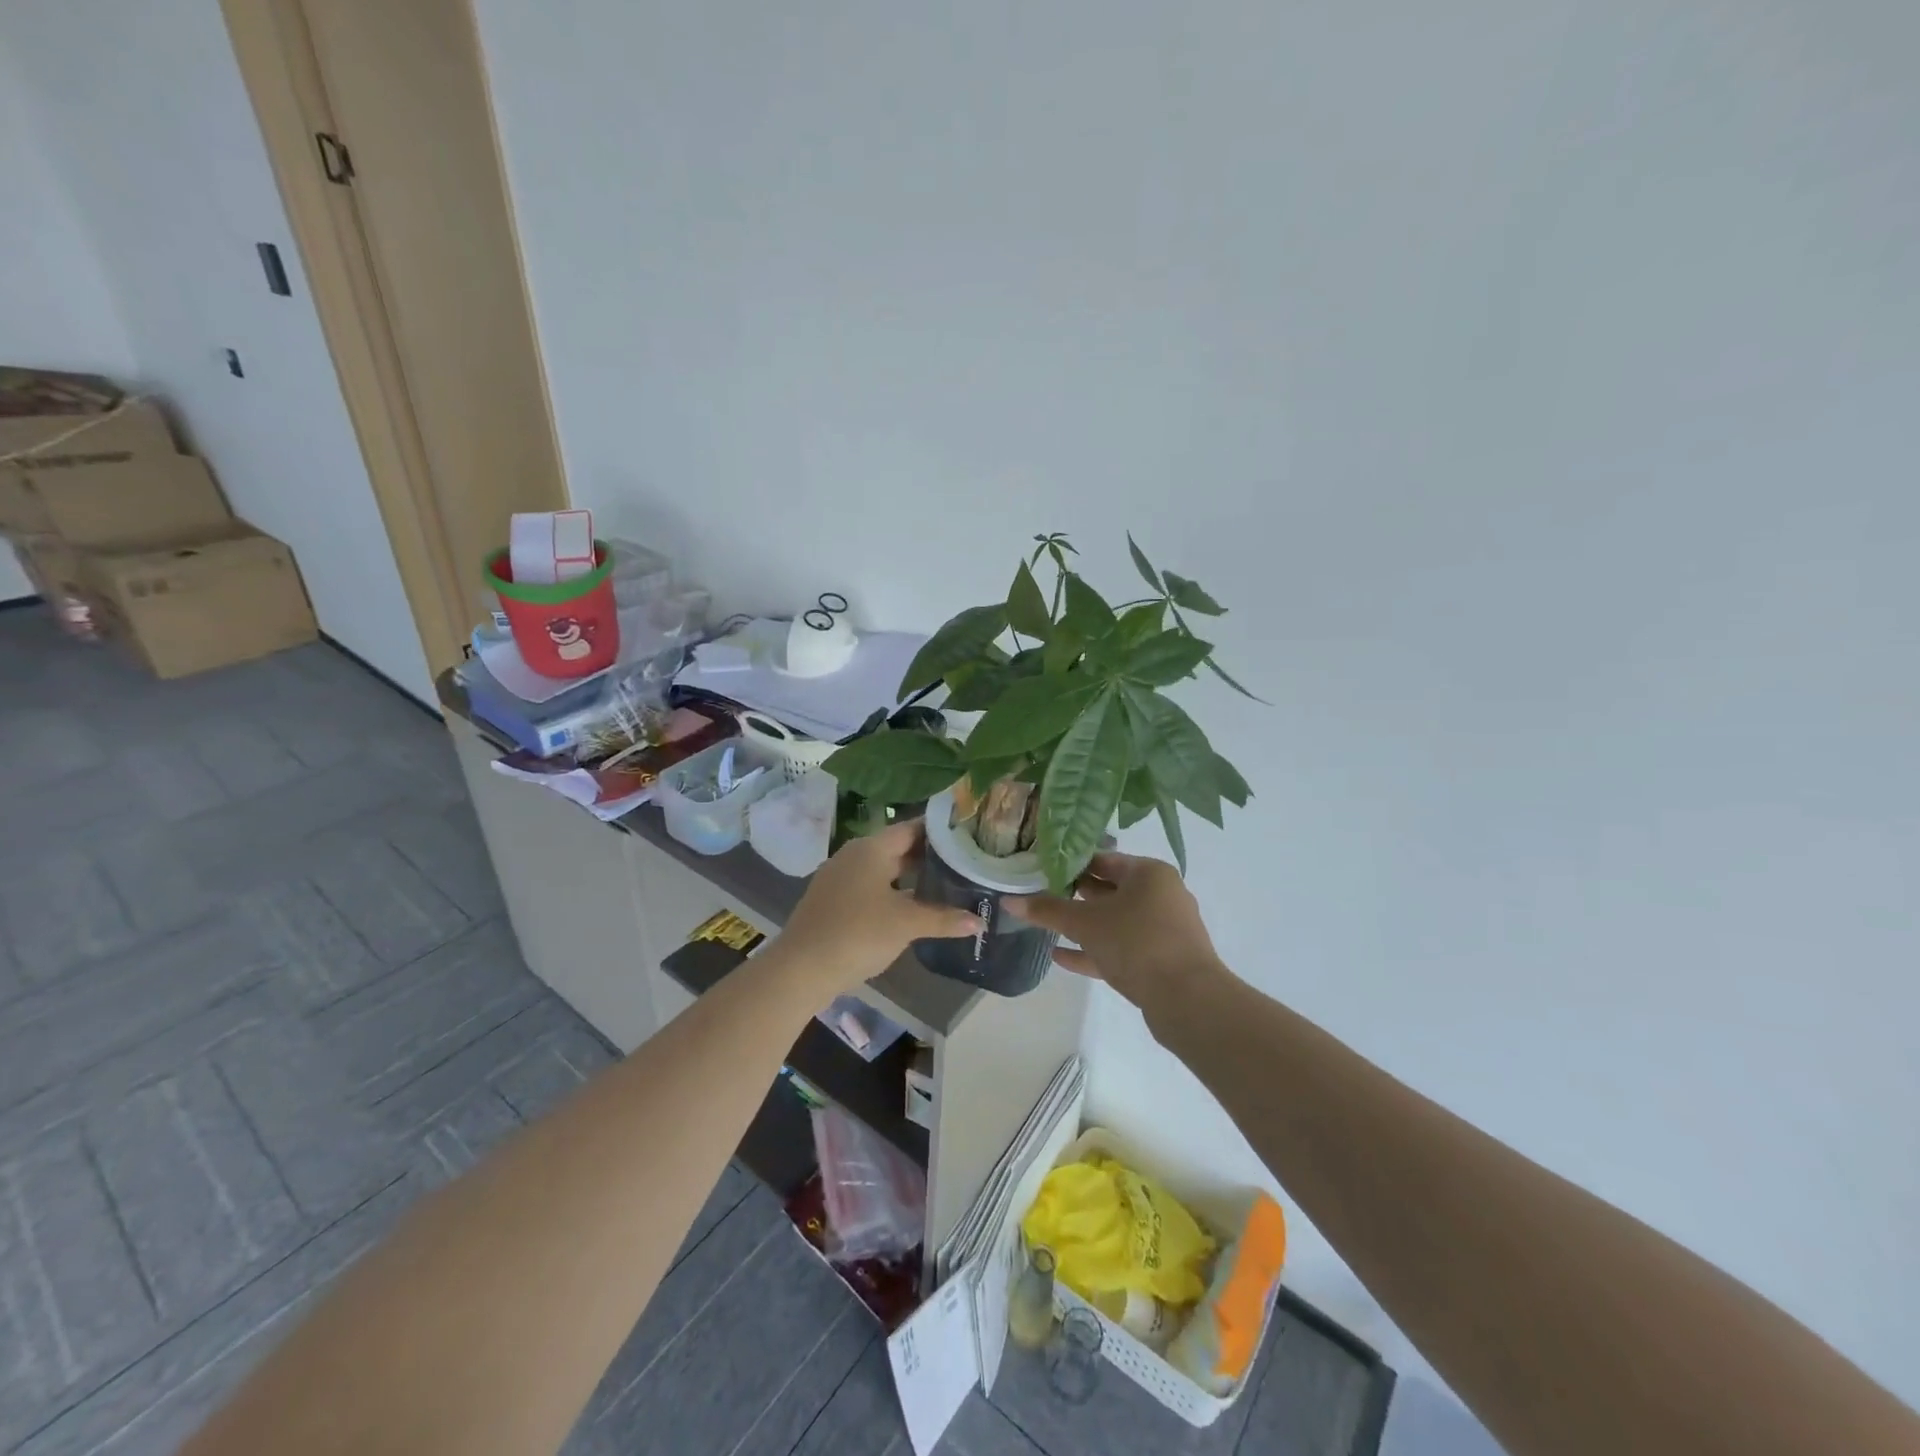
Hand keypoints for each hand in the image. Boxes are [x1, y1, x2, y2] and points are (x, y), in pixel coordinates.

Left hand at [774, 819, 980, 993]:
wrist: (801, 969)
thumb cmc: (858, 934)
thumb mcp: (906, 924)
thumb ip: (943, 919)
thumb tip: (979, 922)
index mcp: (871, 848)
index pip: (912, 828)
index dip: (940, 832)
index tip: (967, 836)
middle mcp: (854, 855)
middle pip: (898, 848)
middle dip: (929, 856)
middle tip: (964, 863)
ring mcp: (840, 878)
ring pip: (884, 869)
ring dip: (911, 876)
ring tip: (945, 885)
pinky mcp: (834, 900)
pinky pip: (871, 886)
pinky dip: (894, 891)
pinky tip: (913, 908)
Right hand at [1008, 852, 1222, 1009]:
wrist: (1187, 999)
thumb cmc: (1136, 943)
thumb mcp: (1085, 923)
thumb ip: (1047, 911)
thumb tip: (1008, 901)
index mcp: (1149, 873)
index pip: (1103, 859)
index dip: (1071, 865)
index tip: (1041, 871)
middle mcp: (1161, 894)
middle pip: (1110, 890)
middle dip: (1076, 895)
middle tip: (1041, 897)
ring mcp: (1164, 929)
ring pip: (1116, 921)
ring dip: (1084, 926)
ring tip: (1048, 927)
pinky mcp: (1162, 959)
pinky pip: (1122, 948)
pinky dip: (1095, 950)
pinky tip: (1061, 957)